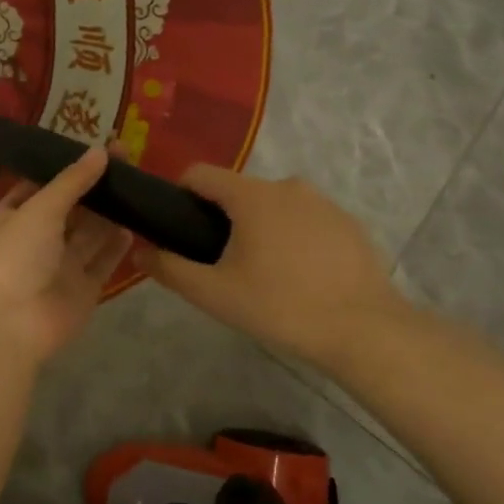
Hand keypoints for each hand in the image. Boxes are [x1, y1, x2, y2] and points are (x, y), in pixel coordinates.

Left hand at [0, 147, 133, 363]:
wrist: (8, 323)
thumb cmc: (13, 255)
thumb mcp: (40, 208)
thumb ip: (72, 181)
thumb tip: (101, 150)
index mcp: (14, 216)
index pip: (41, 186)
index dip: (68, 168)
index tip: (98, 149)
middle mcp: (37, 240)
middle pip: (71, 209)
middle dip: (95, 188)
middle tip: (128, 162)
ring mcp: (60, 267)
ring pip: (89, 235)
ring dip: (110, 214)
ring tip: (137, 187)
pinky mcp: (82, 290)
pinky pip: (102, 263)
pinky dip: (116, 246)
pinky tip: (134, 225)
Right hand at [131, 165, 407, 369]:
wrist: (364, 330)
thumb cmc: (280, 306)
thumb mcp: (214, 294)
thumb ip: (170, 269)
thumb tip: (138, 252)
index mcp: (251, 196)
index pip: (200, 174)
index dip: (179, 195)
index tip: (178, 228)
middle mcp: (287, 186)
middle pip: (237, 191)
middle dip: (221, 219)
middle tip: (220, 263)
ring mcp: (323, 203)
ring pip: (273, 206)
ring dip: (259, 228)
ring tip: (262, 273)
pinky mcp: (348, 223)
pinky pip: (305, 220)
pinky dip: (292, 238)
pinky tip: (299, 276)